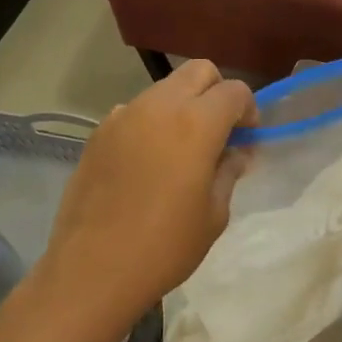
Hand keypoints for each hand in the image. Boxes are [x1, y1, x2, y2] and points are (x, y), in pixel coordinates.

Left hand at [29, 60, 255, 337]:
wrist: (92, 270)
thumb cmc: (164, 247)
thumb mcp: (213, 215)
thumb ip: (228, 172)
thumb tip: (235, 153)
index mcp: (196, 123)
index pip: (234, 90)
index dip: (248, 109)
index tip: (246, 138)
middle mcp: (159, 106)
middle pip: (198, 71)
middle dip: (216, 92)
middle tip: (219, 131)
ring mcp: (123, 116)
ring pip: (164, 88)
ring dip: (182, 105)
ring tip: (181, 149)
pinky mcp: (98, 133)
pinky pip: (134, 111)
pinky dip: (151, 122)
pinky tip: (147, 162)